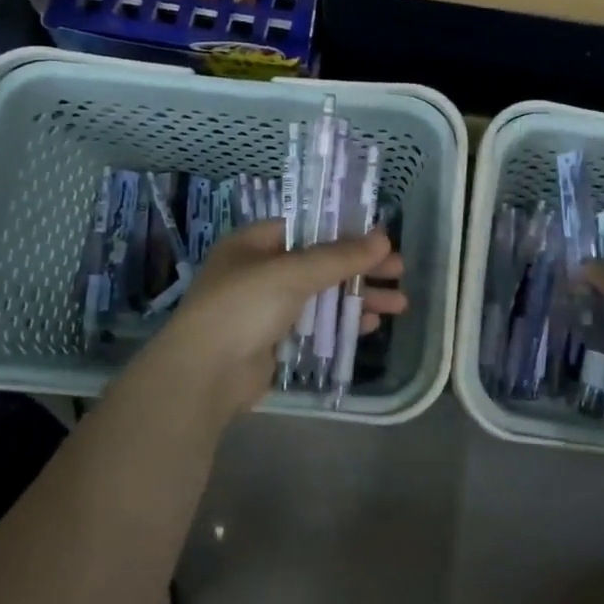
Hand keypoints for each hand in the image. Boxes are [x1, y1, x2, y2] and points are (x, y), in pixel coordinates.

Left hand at [149, 220, 407, 416]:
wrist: (204, 375)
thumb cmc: (242, 307)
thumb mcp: (291, 273)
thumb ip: (338, 257)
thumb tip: (383, 239)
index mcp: (253, 244)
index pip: (306, 228)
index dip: (344, 230)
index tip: (380, 237)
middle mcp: (260, 271)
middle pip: (320, 262)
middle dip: (360, 267)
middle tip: (399, 271)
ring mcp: (267, 308)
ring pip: (322, 295)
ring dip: (358, 297)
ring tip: (399, 303)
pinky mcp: (276, 340)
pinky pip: (316, 324)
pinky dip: (342, 322)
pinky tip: (371, 324)